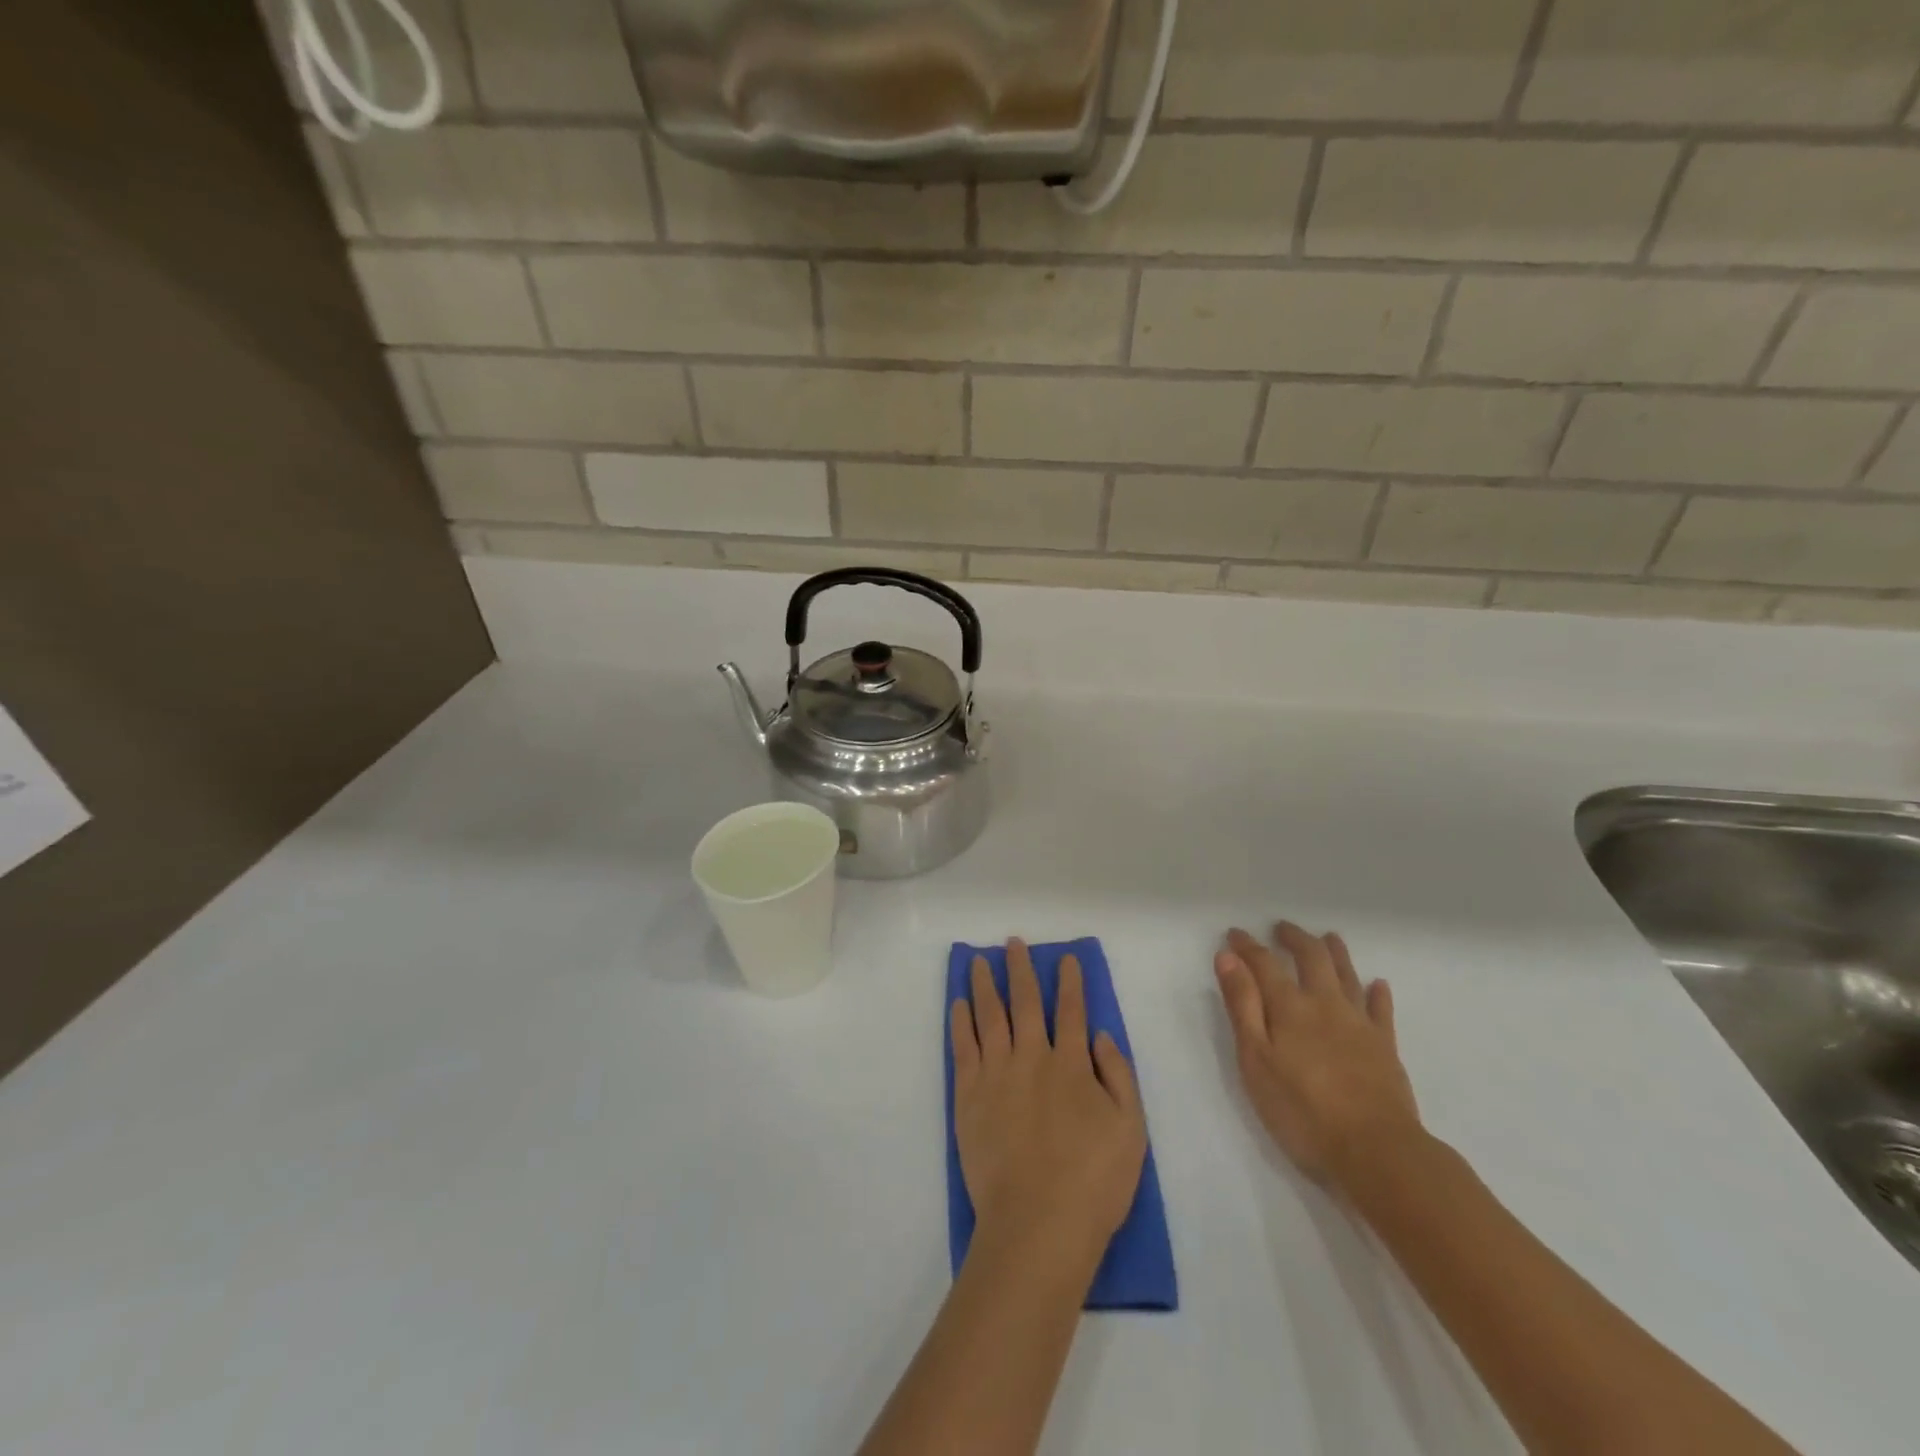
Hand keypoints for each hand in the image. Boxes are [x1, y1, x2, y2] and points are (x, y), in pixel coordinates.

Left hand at [951, 940, 1147, 1263]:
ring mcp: (996, 1074)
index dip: (1069, 982)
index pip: (1071, 1011)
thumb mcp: (1131, 1129)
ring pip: (989, 1016)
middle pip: (1024, 1002)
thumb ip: (1118, 1075)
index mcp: (1072, 1064)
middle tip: (1013, 943)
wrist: (1038, 1223)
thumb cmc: (1093, 1181)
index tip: (1065, 958)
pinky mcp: (969, 1096)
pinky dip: (960, 1021)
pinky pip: (963, 1047)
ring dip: (985, 985)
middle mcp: (1032, 1058)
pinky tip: (959, 1003)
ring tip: (979, 961)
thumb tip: (1100, 1034)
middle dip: (1020, 969)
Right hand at [1214, 922, 1422, 1191]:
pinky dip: (1377, 993)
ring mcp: (1359, 1024)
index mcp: (1289, 1007)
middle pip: (1311, 958)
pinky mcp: (1386, 1048)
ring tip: (1328, 937)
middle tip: (1282, 928)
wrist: (1377, 1152)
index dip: (1247, 946)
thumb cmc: (1302, 1110)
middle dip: (1294, 938)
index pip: (1264, 963)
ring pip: (1347, 976)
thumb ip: (1242, 1006)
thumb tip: (1228, 957)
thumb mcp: (1256, 1060)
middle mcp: (1325, 1004)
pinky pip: (1381, 1010)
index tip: (1234, 933)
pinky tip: (1377, 985)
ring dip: (1335, 953)